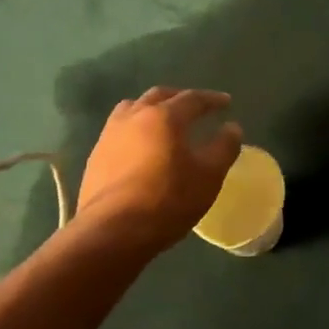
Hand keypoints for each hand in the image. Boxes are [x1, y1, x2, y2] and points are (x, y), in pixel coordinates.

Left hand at [72, 88, 242, 254]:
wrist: (113, 232)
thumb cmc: (168, 200)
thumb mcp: (209, 176)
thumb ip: (224, 147)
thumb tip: (232, 128)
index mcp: (164, 117)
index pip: (192, 98)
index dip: (212, 99)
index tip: (226, 102)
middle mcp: (134, 117)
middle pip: (159, 96)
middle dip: (180, 98)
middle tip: (196, 107)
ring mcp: (110, 135)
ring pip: (133, 109)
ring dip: (152, 109)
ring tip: (164, 122)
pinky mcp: (96, 156)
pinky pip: (119, 130)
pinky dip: (136, 129)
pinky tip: (142, 147)